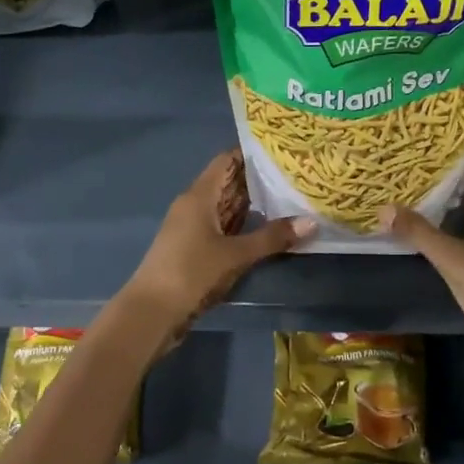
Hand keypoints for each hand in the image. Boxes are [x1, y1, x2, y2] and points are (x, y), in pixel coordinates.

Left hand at [123, 151, 314, 340]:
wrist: (151, 312)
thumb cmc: (191, 272)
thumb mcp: (235, 255)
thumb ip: (272, 237)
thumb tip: (312, 222)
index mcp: (199, 196)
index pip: (226, 162)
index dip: (251, 154)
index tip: (281, 151)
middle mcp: (194, 205)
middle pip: (228, 183)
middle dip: (258, 180)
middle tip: (294, 174)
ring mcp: (193, 227)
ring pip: (226, 207)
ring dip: (252, 204)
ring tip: (288, 196)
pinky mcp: (194, 248)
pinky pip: (223, 227)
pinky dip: (243, 224)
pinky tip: (266, 228)